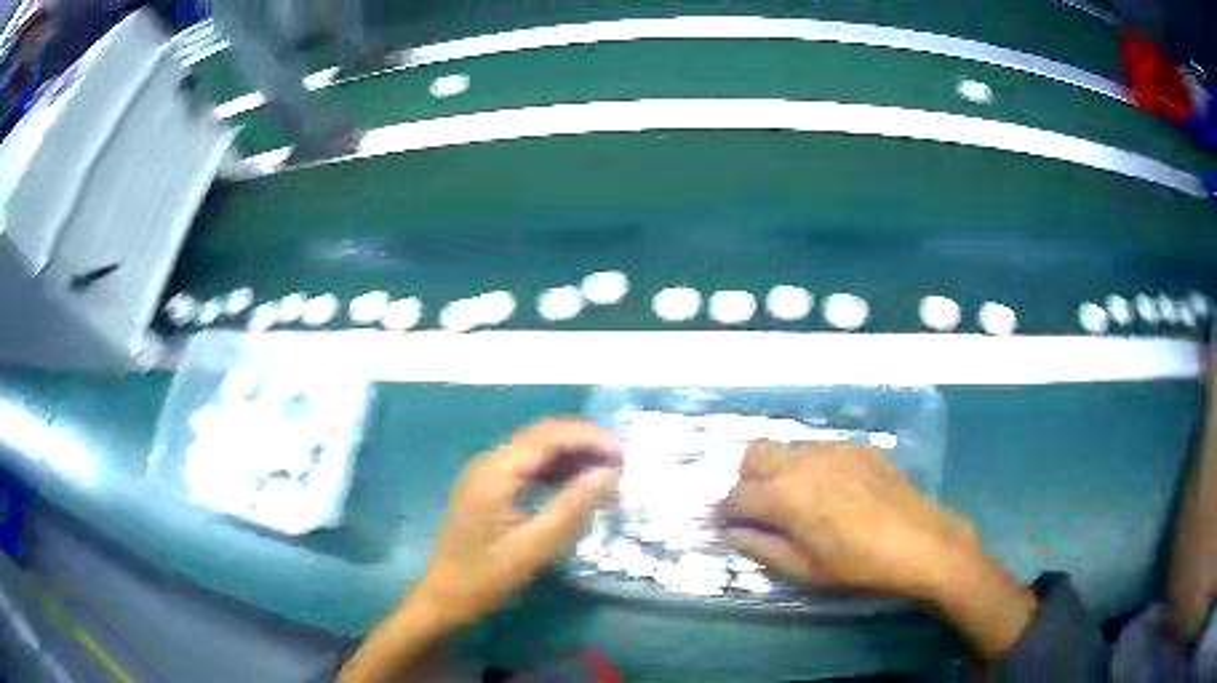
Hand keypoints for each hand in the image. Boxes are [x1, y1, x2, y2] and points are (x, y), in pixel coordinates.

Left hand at [341, 420, 621, 682]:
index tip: (625, 451)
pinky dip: (555, 470)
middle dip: (583, 442)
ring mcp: (485, 474)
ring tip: (607, 469)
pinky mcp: (488, 489)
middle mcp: (488, 462)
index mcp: (495, 471)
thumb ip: (572, 506)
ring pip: (535, 450)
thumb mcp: (534, 546)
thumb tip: (609, 472)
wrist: (444, 598)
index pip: (548, 436)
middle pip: (542, 436)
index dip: (589, 438)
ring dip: (571, 455)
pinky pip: (526, 467)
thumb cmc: (486, 576)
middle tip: (622, 459)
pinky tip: (577, 484)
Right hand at [721, 441, 977, 597]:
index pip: (736, 496)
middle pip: (753, 454)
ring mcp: (833, 448)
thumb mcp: (803, 570)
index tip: (730, 526)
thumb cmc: (857, 565)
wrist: (920, 542)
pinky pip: (820, 449)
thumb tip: (734, 532)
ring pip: (788, 449)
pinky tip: (835, 493)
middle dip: (747, 480)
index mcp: (785, 495)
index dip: (726, 513)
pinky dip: (812, 467)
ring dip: (780, 471)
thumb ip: (761, 547)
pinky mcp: (857, 446)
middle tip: (761, 509)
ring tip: (801, 502)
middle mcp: (803, 461)